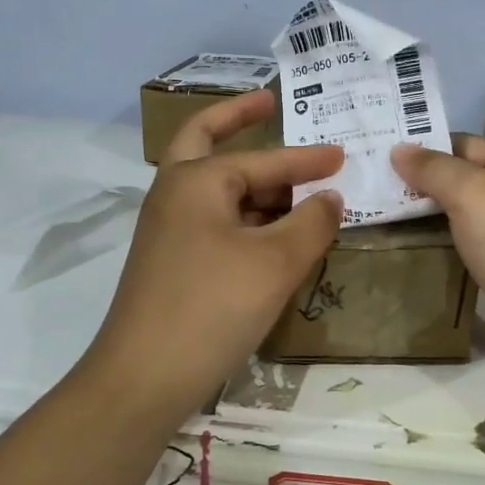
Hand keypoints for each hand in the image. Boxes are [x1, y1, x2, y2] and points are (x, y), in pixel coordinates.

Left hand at [83, 90, 342, 417]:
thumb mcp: (276, 261)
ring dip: (252, 182)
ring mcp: (168, 231)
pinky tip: (273, 235)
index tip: (342, 154)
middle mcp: (174, 195)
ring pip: (215, 190)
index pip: (264, 160)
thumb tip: (330, 198)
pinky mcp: (171, 264)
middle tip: (269, 105)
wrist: (143, 379)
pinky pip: (214, 224)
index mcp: (195, 180)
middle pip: (206, 143)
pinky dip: (245, 218)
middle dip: (237, 121)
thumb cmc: (212, 306)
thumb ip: (312, 222)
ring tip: (296, 187)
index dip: (307, 159)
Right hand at [392, 0, 484, 361]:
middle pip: (478, 143)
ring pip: (466, 183)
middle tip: (384, 139)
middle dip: (437, 141)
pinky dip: (438, 213)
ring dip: (431, 180)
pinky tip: (404, 217)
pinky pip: (464, 216)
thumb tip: (402, 153)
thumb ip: (434, 169)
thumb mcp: (473, 194)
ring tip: (380, 177)